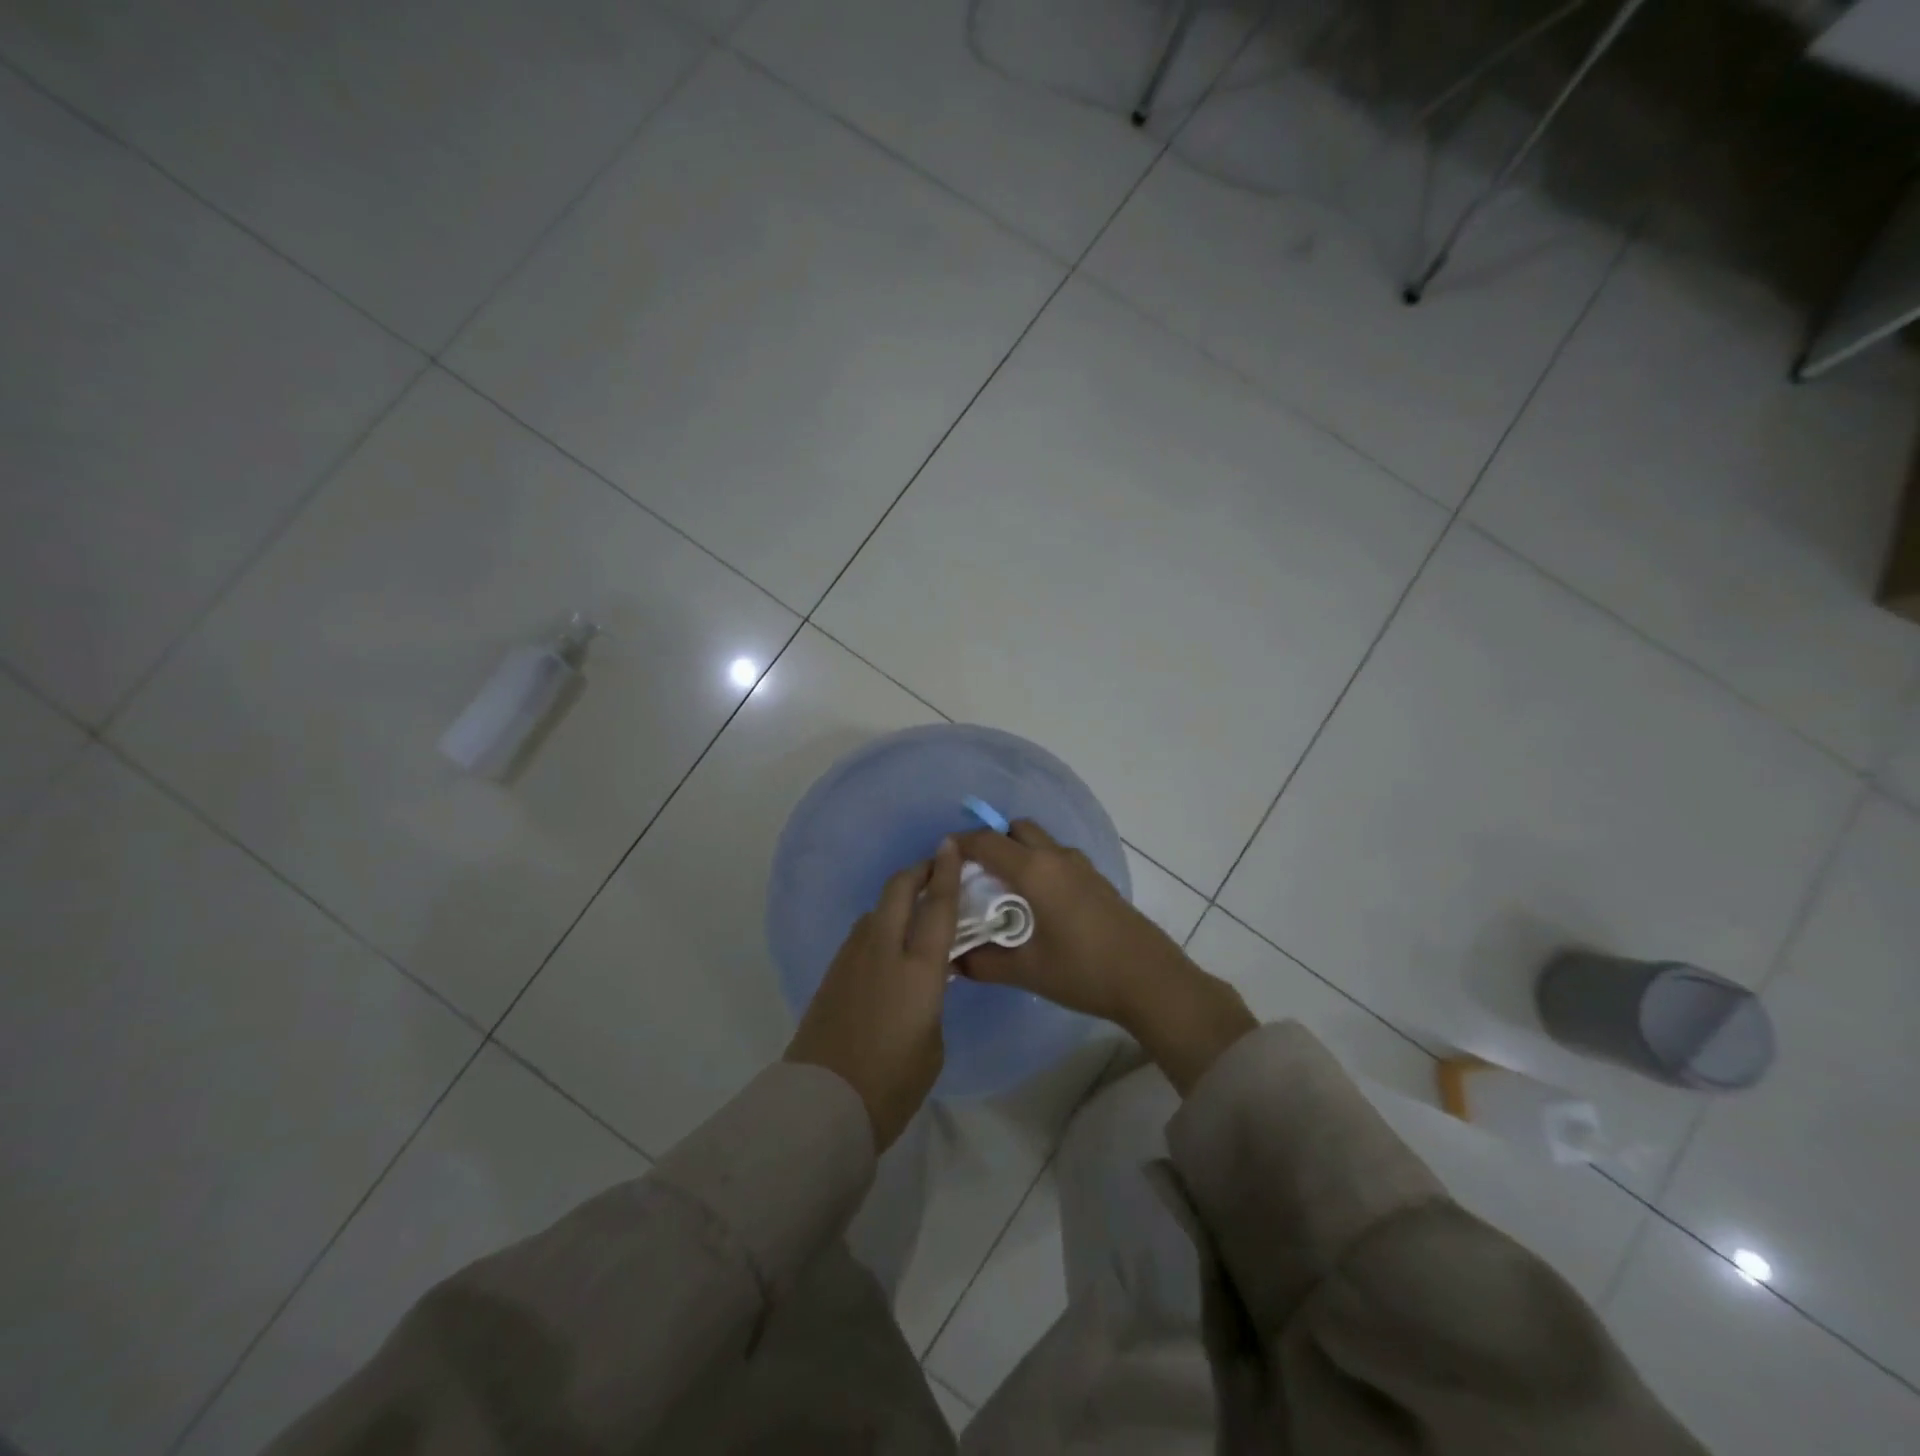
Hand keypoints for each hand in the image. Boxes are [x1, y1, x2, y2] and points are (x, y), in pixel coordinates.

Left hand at [785, 839, 961, 1149]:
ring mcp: (853, 957)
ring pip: (877, 909)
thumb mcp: (932, 1042)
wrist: (823, 1103)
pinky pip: (863, 933)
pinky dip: (880, 924)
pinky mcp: (833, 971)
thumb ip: (931, 1001)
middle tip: (934, 869)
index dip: (946, 872)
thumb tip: (921, 985)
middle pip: (899, 891)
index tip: (951, 846)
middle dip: (917, 872)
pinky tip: (888, 944)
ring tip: (914, 911)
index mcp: (918, 968)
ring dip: (897, 899)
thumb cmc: (892, 1082)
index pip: (937, 906)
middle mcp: (884, 949)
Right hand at [951, 820, 1185, 1025]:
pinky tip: (1037, 902)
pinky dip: (1039, 864)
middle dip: (992, 841)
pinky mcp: (1097, 880)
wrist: (1149, 980)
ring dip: (1018, 851)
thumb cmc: (1083, 971)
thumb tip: (953, 961)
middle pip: (1017, 829)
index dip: (961, 844)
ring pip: (1041, 841)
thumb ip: (984, 963)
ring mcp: (1081, 866)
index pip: (987, 842)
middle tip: (975, 872)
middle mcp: (1056, 857)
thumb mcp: (1027, 971)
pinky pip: (1058, 857)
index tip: (942, 857)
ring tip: (1003, 888)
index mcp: (1035, 871)